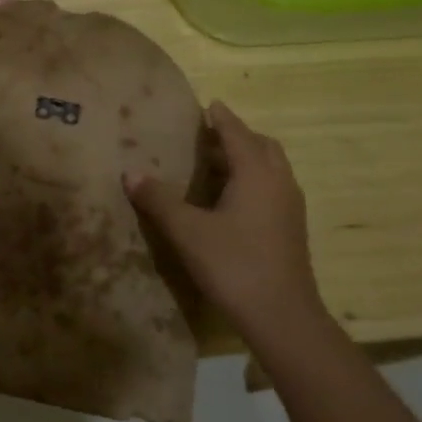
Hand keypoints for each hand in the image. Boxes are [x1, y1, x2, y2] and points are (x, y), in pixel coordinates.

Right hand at [124, 103, 333, 353]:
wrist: (282, 316)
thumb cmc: (234, 265)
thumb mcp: (188, 231)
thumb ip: (159, 200)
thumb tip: (131, 173)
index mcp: (257, 174)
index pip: (238, 134)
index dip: (222, 119)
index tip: (209, 105)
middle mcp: (279, 183)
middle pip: (263, 147)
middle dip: (239, 136)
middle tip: (210, 135)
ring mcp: (290, 207)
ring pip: (272, 169)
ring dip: (248, 158)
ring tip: (217, 164)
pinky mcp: (291, 229)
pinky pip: (273, 188)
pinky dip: (254, 180)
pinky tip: (231, 200)